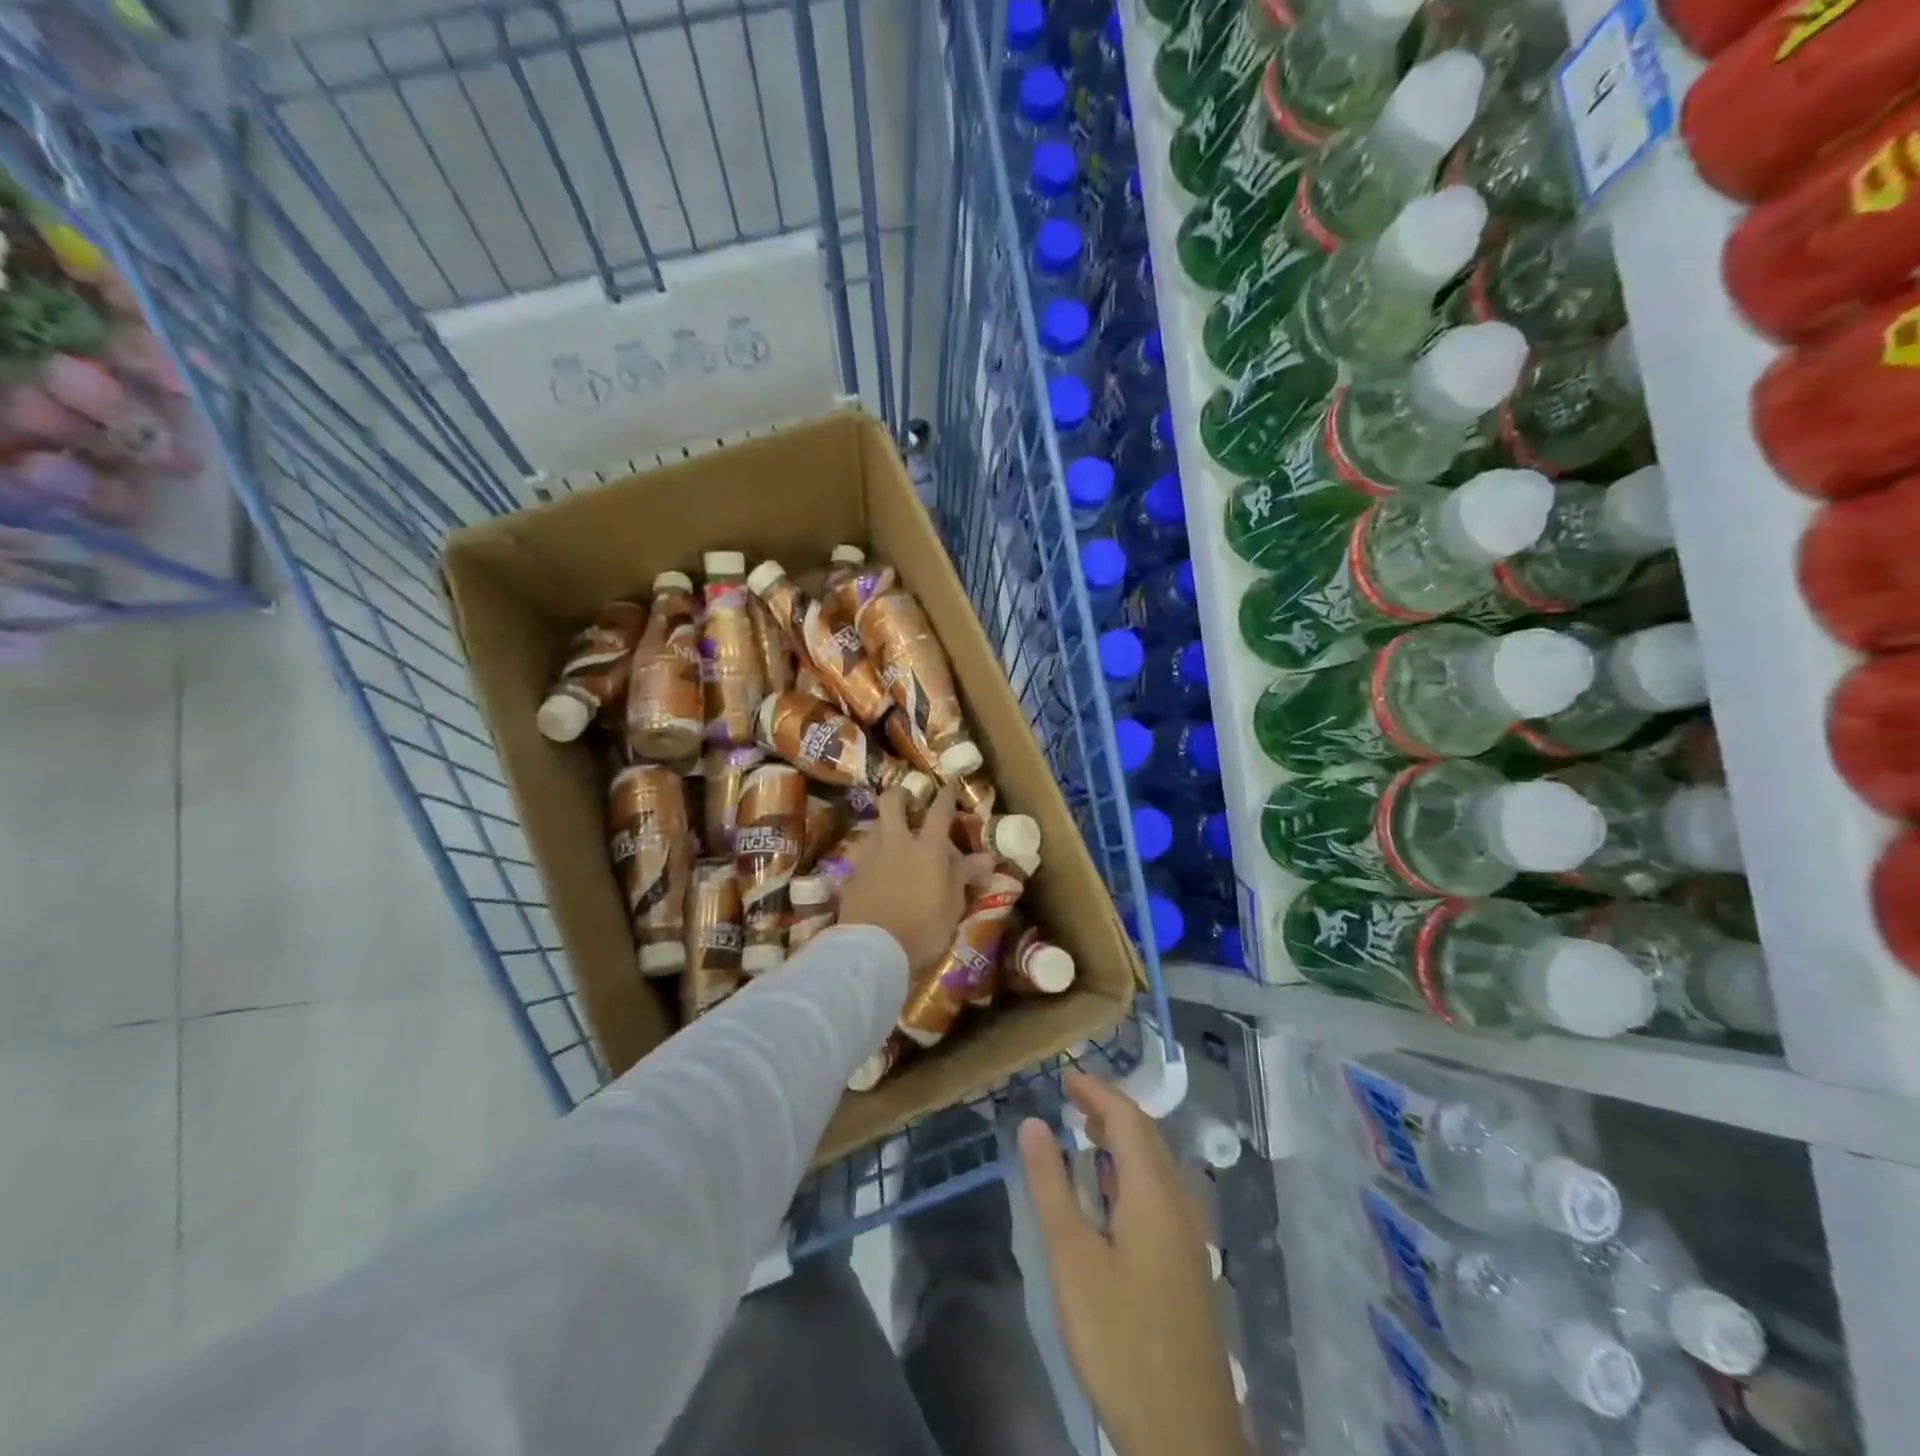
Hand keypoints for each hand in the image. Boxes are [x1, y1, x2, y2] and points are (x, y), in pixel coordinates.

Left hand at [838, 785, 994, 973]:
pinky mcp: (850, 874)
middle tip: (910, 801)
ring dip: (884, 825)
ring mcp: (869, 856)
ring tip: (892, 838)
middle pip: (892, 802)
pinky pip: (860, 853)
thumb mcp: (952, 906)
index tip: (950, 785)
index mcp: (927, 848)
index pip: (939, 811)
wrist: (872, 950)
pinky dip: (869, 854)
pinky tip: (874, 868)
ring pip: (874, 824)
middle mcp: (896, 842)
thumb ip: (964, 877)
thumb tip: (986, 859)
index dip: (946, 795)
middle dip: (902, 794)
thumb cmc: (922, 929)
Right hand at [1018, 1073, 1249, 1455]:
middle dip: (1110, 1110)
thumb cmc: (1120, 1338)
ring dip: (1122, 1141)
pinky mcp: (1188, 1265)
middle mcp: (1179, 1203)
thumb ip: (1051, 1186)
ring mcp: (1189, 1236)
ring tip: (1085, 1135)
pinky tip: (1111, 1195)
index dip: (1096, 1092)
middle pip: (1147, 1137)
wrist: (1186, 1435)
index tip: (1064, 1076)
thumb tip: (1033, 1122)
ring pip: (1156, 1166)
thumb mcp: (1072, 1259)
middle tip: (1071, 1100)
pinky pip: (1161, 1193)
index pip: (1127, 1118)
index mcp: (1154, 1192)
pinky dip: (1132, 1173)